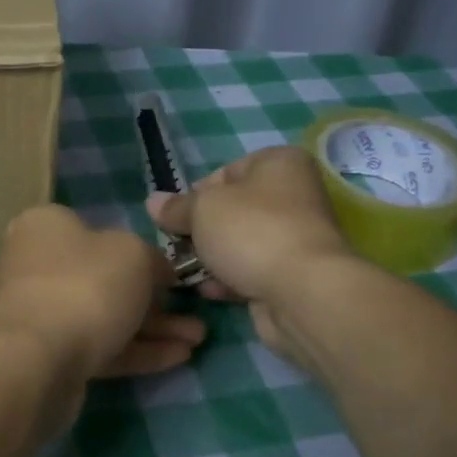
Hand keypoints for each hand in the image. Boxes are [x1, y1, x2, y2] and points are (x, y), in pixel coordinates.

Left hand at [0, 204, 204, 380]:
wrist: (35, 359)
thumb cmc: (85, 285)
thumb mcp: (134, 254)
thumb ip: (152, 259)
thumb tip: (157, 271)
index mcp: (47, 226)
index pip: (98, 231)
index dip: (140, 251)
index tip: (173, 273)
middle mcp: (37, 264)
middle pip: (104, 278)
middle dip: (154, 299)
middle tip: (194, 313)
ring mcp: (41, 312)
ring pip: (105, 316)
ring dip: (152, 328)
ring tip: (198, 340)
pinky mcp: (48, 355)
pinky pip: (99, 347)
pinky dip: (136, 351)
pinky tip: (178, 358)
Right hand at [147, 146, 355, 364]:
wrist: (302, 292)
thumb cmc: (251, 232)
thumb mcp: (202, 210)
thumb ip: (176, 207)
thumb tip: (153, 202)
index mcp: (279, 164)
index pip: (226, 172)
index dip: (196, 194)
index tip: (176, 217)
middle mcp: (293, 195)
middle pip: (233, 210)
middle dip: (202, 230)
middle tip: (177, 247)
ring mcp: (295, 237)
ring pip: (241, 243)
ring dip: (212, 258)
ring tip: (185, 273)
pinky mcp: (293, 274)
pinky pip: (252, 270)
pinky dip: (230, 279)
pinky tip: (209, 291)